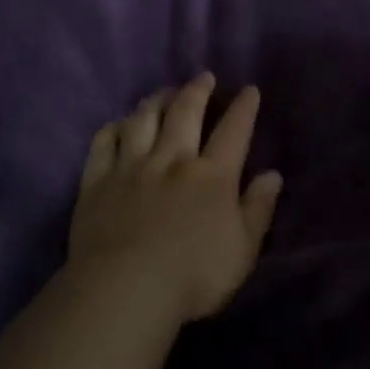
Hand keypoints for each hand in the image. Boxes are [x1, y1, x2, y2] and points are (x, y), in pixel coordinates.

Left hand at [70, 74, 283, 322]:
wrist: (124, 291)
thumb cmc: (193, 277)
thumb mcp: (242, 250)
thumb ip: (258, 209)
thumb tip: (273, 174)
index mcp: (212, 176)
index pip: (233, 131)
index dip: (244, 107)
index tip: (249, 89)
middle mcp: (172, 160)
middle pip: (185, 113)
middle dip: (197, 90)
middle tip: (203, 77)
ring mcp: (130, 168)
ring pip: (143, 120)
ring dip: (156, 101)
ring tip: (163, 92)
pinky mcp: (97, 182)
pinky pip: (103, 143)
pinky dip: (113, 128)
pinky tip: (119, 124)